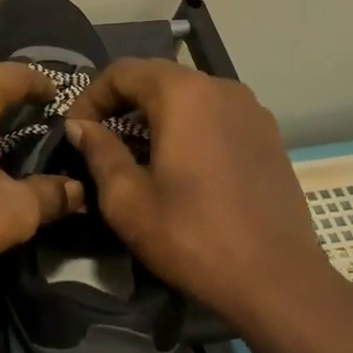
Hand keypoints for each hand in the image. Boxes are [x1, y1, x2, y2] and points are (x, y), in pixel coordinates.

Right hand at [64, 58, 326, 321]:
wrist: (278, 280)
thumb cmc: (193, 237)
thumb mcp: (128, 200)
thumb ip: (99, 152)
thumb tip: (80, 126)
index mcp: (184, 93)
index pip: (123, 72)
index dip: (91, 96)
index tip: (75, 131)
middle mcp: (221, 87)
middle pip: (157, 77)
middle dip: (122, 103)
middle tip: (101, 140)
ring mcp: (251, 109)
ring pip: (189, 95)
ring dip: (156, 114)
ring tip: (139, 154)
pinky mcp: (268, 134)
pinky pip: (216, 114)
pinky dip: (189, 126)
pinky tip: (182, 165)